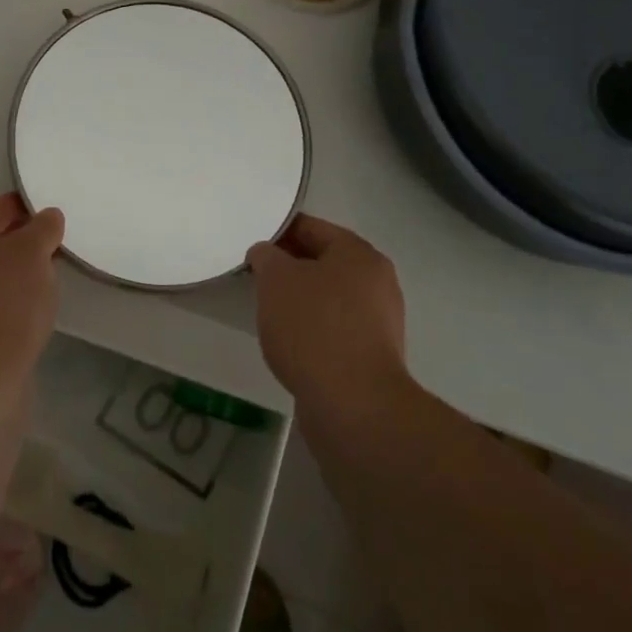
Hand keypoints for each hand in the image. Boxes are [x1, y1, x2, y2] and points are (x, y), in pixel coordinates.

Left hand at [0, 193, 63, 383]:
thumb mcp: (33, 253)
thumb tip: (48, 217)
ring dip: (4, 276)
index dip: (21, 210)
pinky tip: (21, 312)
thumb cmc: (3, 302)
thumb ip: (43, 228)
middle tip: (48, 249)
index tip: (47, 217)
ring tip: (40, 281)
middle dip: (12, 245)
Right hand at [247, 214, 406, 406]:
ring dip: (300, 300)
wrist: (353, 404)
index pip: (311, 227)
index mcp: (359, 253)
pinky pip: (335, 328)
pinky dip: (312, 329)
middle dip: (289, 268)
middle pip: (323, 262)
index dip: (278, 232)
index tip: (252, 246)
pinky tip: (291, 343)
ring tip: (269, 312)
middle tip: (256, 277)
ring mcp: (379, 321)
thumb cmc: (313, 327)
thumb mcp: (276, 279)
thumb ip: (266, 257)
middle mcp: (377, 281)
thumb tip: (267, 255)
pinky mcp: (373, 355)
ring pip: (329, 297)